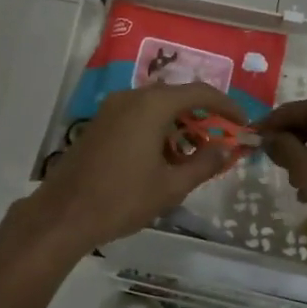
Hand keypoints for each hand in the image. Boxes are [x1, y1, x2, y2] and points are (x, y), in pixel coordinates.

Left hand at [31, 82, 244, 247]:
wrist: (63, 214)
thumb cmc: (122, 199)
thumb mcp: (171, 186)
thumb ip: (205, 164)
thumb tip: (227, 149)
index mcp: (152, 105)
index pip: (200, 92)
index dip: (227, 106)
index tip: (242, 124)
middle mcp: (131, 97)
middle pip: (176, 97)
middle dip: (201, 118)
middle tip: (218, 143)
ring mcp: (111, 109)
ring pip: (155, 108)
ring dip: (178, 126)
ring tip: (191, 158)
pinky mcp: (99, 124)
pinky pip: (137, 116)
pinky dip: (156, 130)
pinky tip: (162, 160)